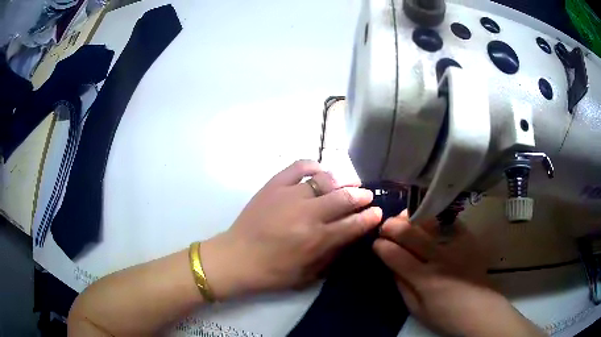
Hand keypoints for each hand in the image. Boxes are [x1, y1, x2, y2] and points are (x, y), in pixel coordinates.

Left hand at [202, 160, 382, 299]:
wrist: (236, 258)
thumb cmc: (272, 272)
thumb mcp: (308, 274)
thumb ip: (332, 254)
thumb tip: (350, 235)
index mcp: (316, 240)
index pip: (353, 224)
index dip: (370, 217)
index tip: (378, 212)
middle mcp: (307, 214)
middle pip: (344, 198)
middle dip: (361, 196)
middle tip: (367, 196)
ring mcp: (289, 196)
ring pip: (325, 180)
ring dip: (342, 181)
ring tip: (348, 183)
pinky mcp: (273, 186)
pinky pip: (298, 167)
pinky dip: (313, 166)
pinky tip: (320, 171)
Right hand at [373, 211, 542, 336]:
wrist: (481, 311)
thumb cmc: (446, 316)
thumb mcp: (417, 310)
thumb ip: (402, 287)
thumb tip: (391, 265)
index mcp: (425, 279)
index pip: (396, 255)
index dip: (381, 246)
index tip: (375, 243)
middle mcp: (440, 258)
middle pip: (411, 233)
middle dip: (392, 225)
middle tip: (385, 226)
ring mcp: (457, 246)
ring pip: (430, 222)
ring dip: (412, 217)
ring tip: (404, 218)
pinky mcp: (469, 241)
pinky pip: (450, 222)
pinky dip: (436, 219)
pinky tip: (429, 221)